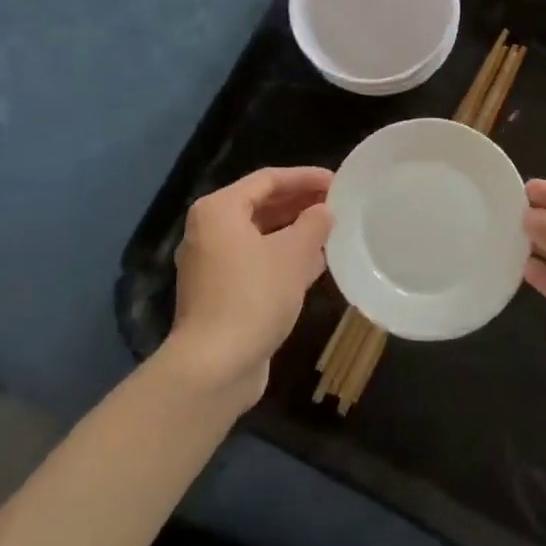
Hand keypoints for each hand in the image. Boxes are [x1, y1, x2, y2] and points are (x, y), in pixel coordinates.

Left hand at [164, 166, 332, 409]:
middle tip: (336, 204)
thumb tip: (324, 211)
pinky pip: (256, 262)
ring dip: (295, 232)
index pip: (268, 179)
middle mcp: (209, 231)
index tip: (337, 181)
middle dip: (300, 204)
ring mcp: (212, 265)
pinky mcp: (220, 294)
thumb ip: (314, 224)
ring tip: (332, 231)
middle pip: (261, 205)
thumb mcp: (293, 254)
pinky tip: (315, 264)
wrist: (214, 368)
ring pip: (260, 236)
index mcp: (219, 210)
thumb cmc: (254, 296)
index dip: (305, 177)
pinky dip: (283, 258)